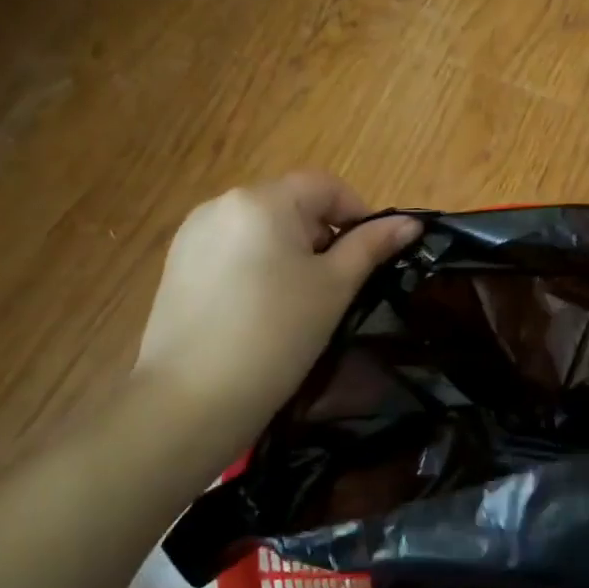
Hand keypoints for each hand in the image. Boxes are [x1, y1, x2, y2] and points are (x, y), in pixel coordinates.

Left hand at [137, 172, 419, 458]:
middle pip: (291, 204)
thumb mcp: (333, 288)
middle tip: (335, 287)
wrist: (190, 401)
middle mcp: (222, 204)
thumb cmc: (276, 336)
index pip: (326, 186)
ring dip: (289, 251)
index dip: (358, 214)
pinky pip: (232, 250)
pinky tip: (258, 311)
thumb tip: (410, 223)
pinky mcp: (177, 265)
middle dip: (322, 236)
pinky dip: (256, 267)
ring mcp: (193, 234)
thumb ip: (371, 246)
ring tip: (297, 302)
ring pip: (262, 229)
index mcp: (262, 200)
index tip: (369, 259)